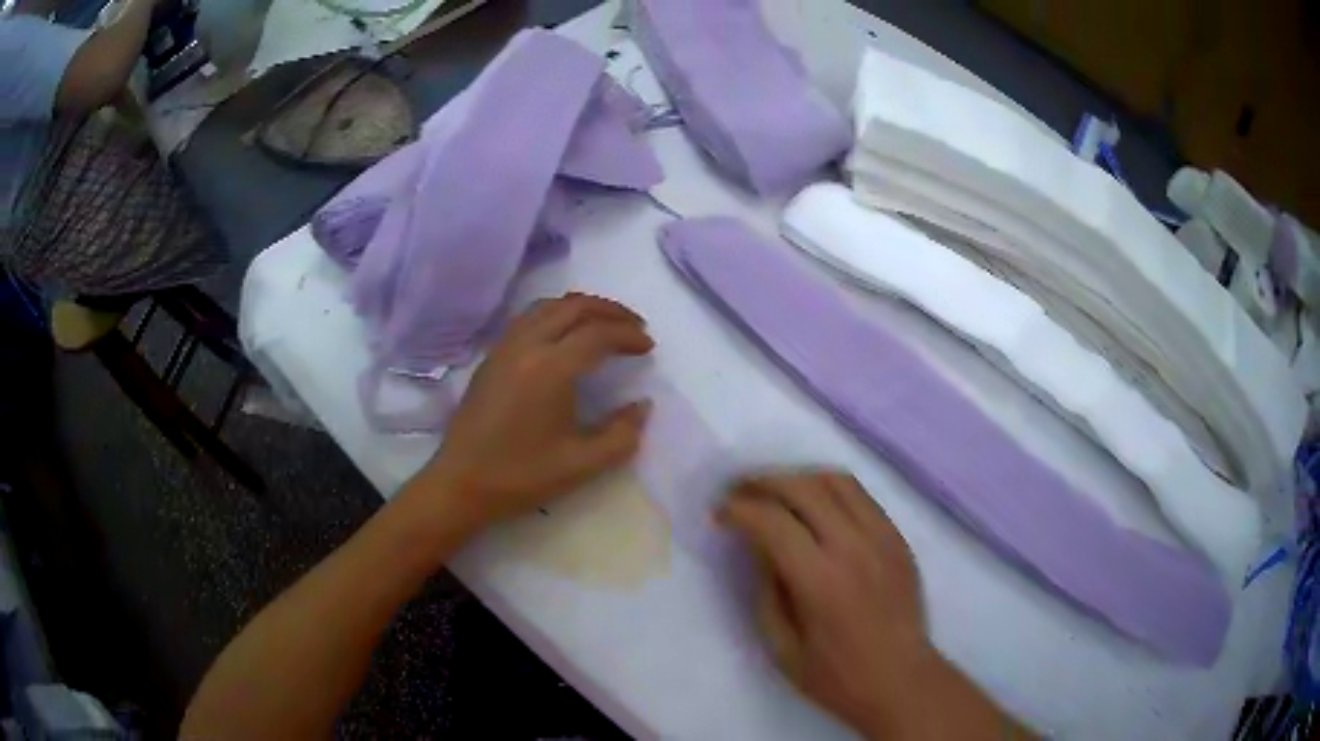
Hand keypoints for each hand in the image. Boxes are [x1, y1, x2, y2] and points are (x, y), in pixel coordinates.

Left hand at [417, 293, 653, 529]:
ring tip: (603, 324)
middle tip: (635, 326)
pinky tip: (564, 335)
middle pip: (574, 307)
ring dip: (581, 307)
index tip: (648, 346)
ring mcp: (504, 347)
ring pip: (548, 306)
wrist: (461, 483)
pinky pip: (528, 317)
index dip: (628, 335)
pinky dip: (555, 314)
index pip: (598, 334)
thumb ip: (622, 435)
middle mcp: (527, 345)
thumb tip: (642, 406)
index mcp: (551, 369)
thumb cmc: (521, 476)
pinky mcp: (491, 356)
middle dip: (610, 311)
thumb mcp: (582, 465)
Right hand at [719, 472, 927, 734]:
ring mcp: (882, 537)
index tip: (719, 514)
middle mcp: (854, 547)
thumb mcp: (782, 648)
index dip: (739, 510)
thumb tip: (757, 546)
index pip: (772, 522)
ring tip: (773, 492)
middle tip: (738, 492)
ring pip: (836, 480)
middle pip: (803, 488)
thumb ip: (766, 592)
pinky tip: (813, 505)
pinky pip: (860, 495)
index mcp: (821, 581)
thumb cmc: (837, 677)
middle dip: (762, 482)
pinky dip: (828, 489)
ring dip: (797, 478)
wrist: (902, 680)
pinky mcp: (898, 537)